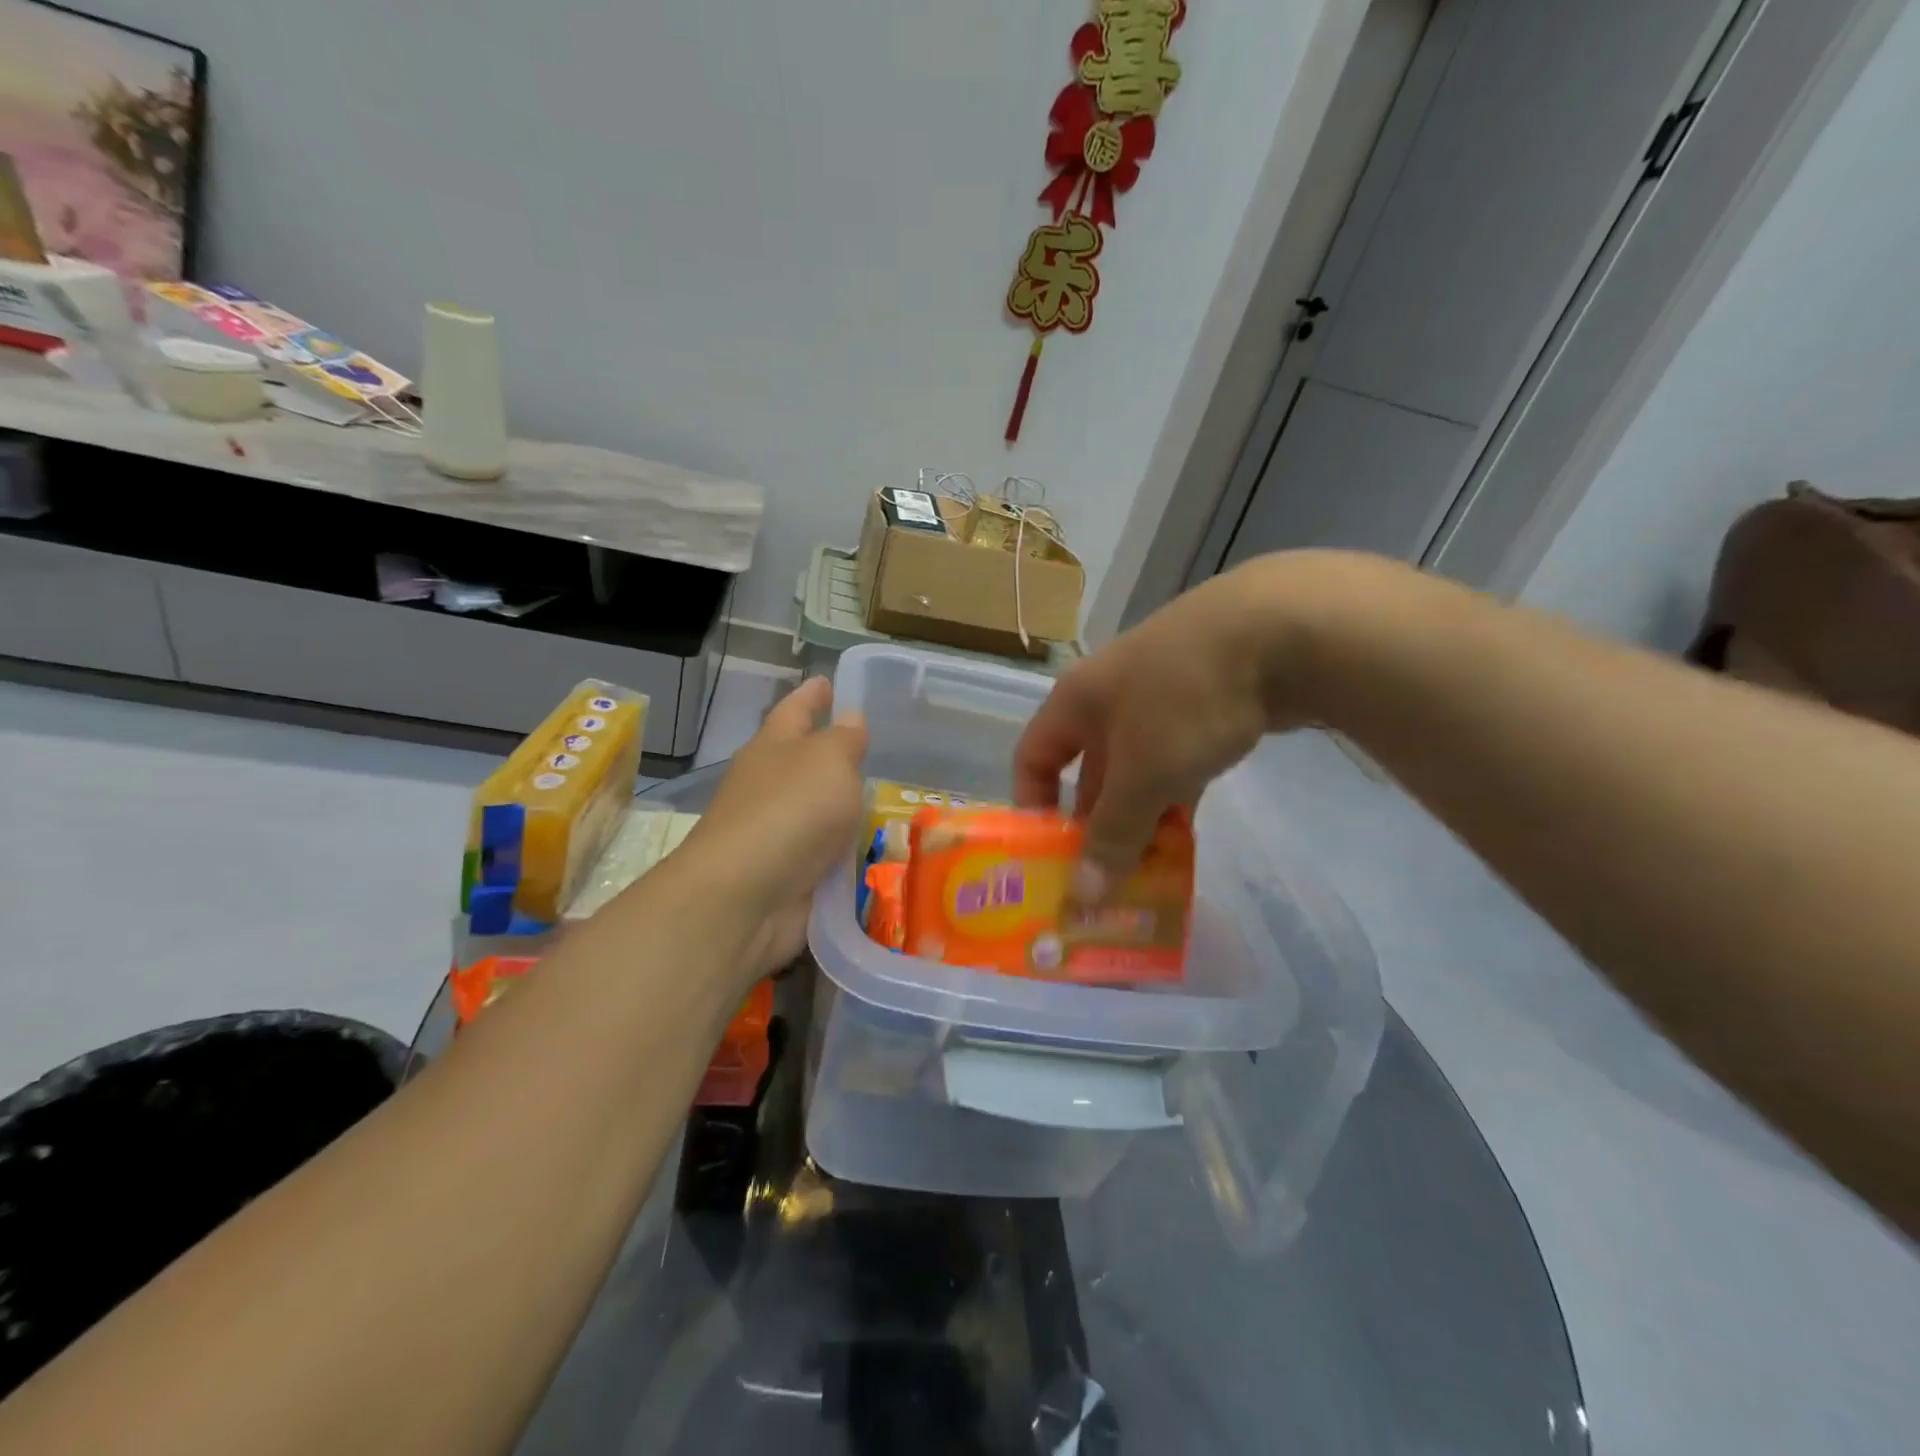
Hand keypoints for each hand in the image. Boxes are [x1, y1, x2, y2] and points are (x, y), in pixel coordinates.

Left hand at [682, 676, 866, 977]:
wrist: (746, 895)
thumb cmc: (789, 810)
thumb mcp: (829, 761)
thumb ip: (845, 739)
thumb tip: (850, 718)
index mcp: (773, 747)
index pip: (795, 709)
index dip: (813, 694)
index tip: (826, 680)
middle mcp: (769, 785)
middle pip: (803, 761)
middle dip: (831, 752)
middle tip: (873, 745)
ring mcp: (776, 832)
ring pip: (817, 810)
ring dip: (843, 806)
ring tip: (885, 799)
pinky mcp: (788, 873)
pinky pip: (826, 854)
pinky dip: (846, 851)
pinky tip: (876, 849)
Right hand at [1014, 556, 1324, 892]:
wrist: (1280, 629)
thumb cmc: (1184, 700)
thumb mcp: (1142, 776)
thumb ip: (1113, 834)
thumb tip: (1084, 895)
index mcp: (1076, 703)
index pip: (1032, 757)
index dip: (1033, 805)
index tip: (1051, 856)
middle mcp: (1109, 698)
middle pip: (1089, 772)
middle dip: (1097, 826)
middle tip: (1109, 878)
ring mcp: (1160, 699)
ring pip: (1137, 771)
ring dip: (1140, 818)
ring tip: (1151, 869)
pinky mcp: (1206, 704)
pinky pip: (1176, 761)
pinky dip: (1176, 797)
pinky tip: (1188, 834)